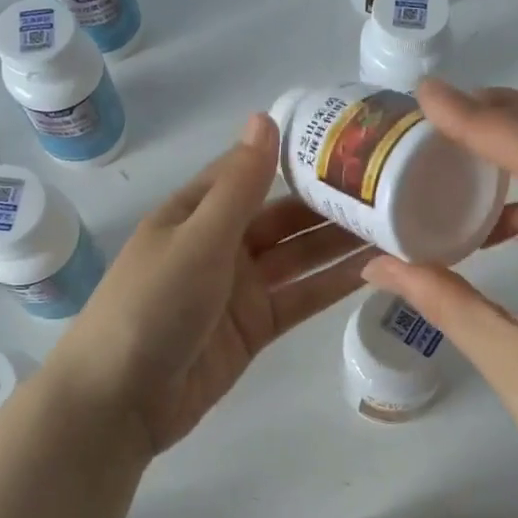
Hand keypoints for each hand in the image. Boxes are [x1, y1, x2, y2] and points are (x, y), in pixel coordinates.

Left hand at [49, 113, 377, 455]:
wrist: (120, 400)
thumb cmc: (152, 305)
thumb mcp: (197, 238)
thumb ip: (239, 185)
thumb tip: (264, 117)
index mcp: (196, 212)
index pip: (253, 171)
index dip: (297, 156)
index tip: (349, 141)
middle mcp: (220, 244)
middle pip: (283, 216)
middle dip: (330, 203)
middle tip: (392, 187)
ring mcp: (239, 289)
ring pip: (298, 258)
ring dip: (340, 244)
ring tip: (397, 225)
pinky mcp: (255, 328)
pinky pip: (299, 298)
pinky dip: (331, 286)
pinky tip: (373, 271)